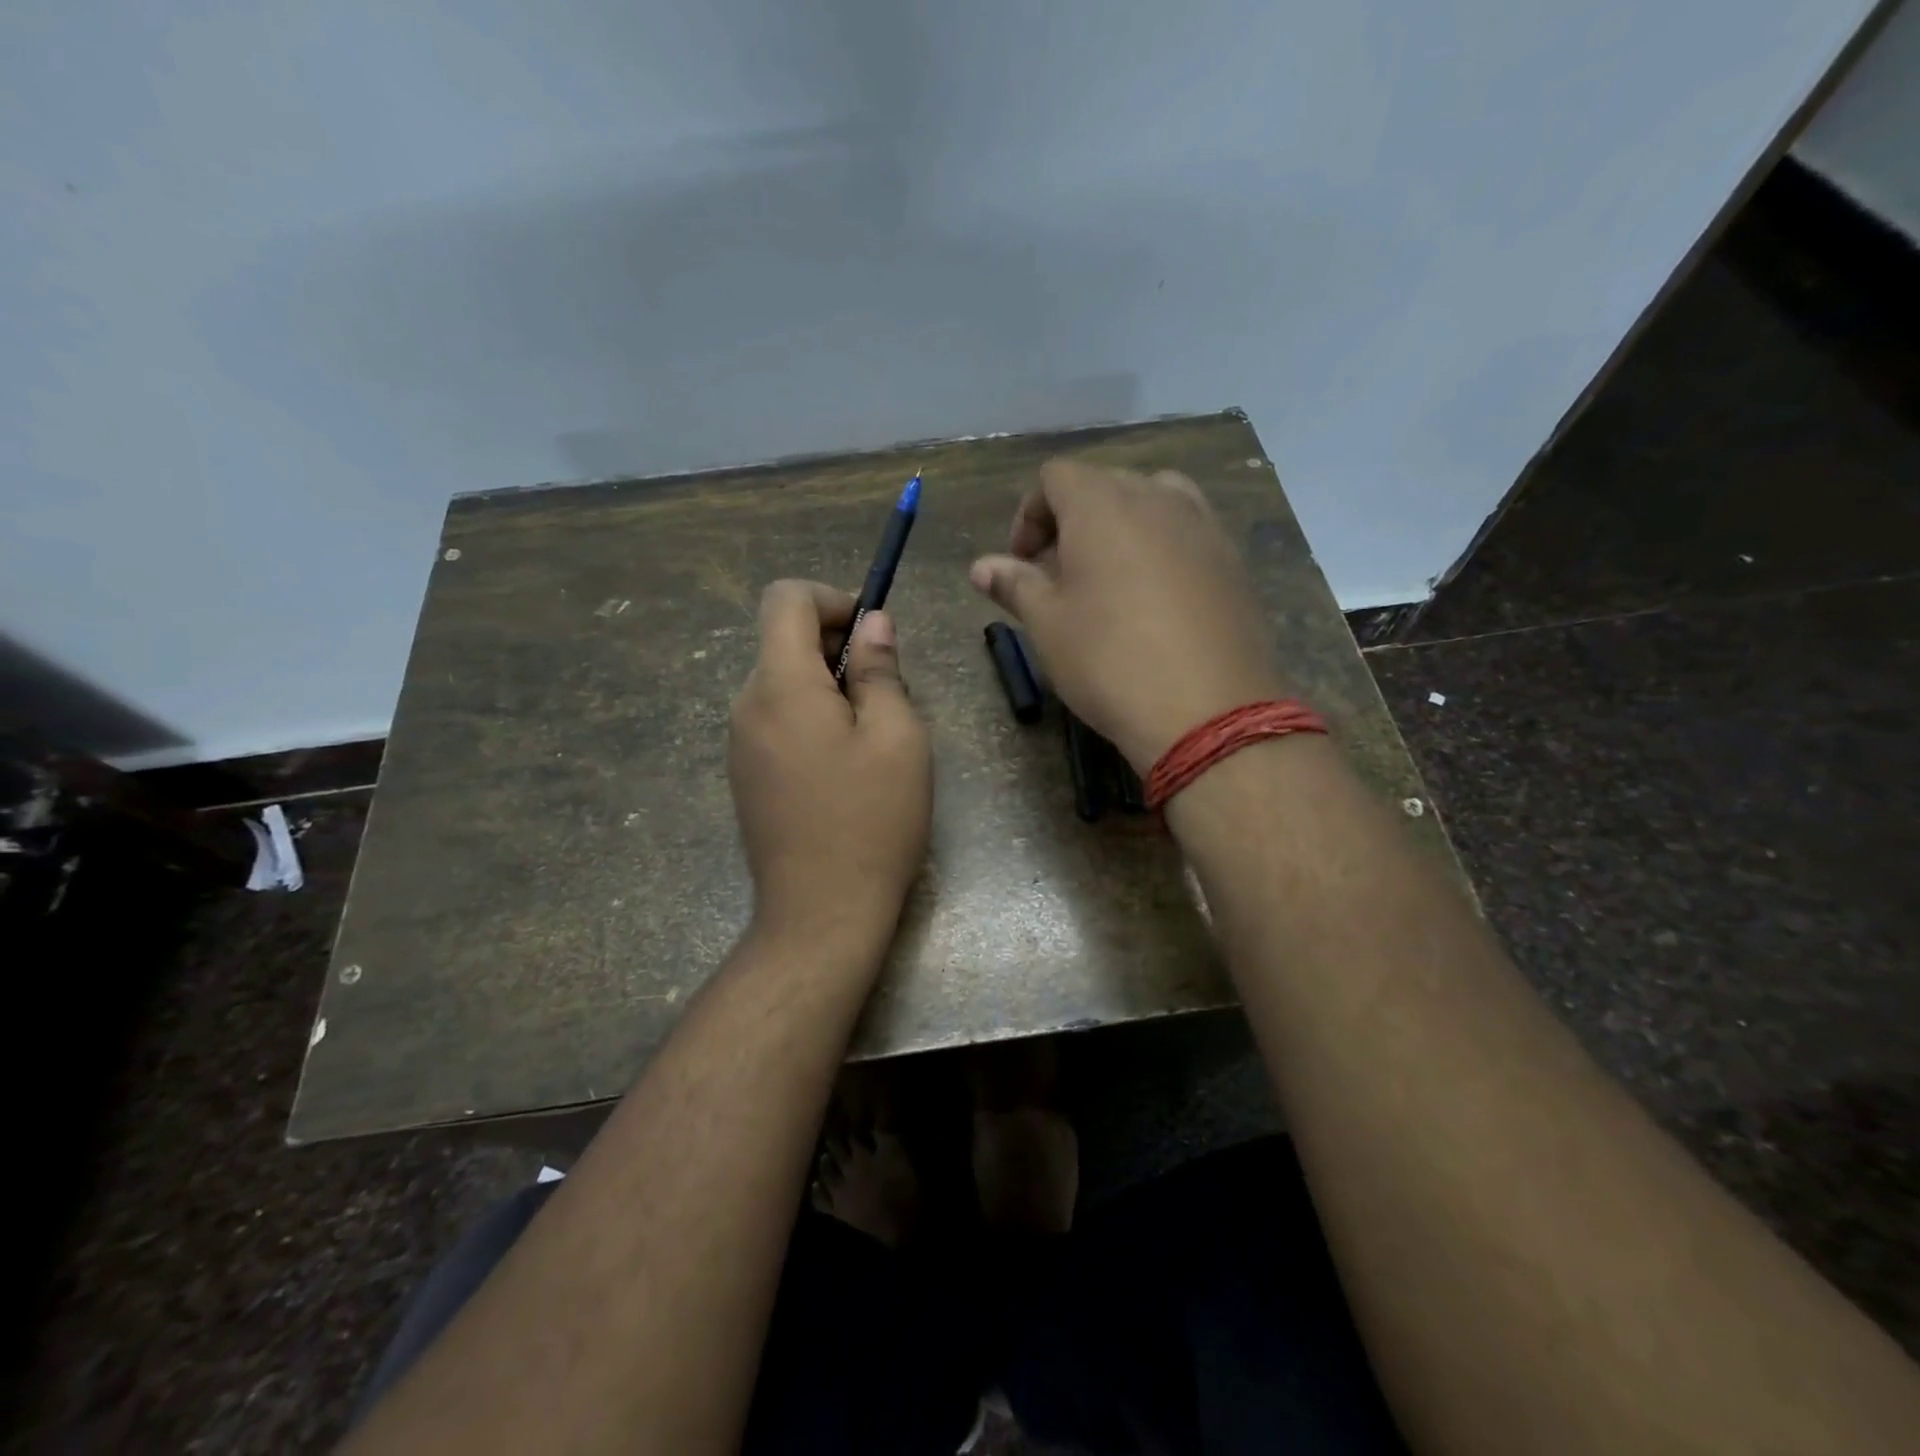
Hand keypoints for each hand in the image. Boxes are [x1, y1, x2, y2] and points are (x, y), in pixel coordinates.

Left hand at [728, 580, 932, 950]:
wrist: (820, 915)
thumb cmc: (870, 821)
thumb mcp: (896, 737)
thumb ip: (880, 670)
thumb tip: (872, 624)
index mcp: (780, 685)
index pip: (785, 598)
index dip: (831, 599)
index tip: (872, 636)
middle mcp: (746, 705)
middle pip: (783, 640)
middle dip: (836, 647)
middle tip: (886, 694)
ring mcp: (740, 743)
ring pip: (783, 683)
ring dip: (828, 687)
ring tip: (871, 737)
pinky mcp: (745, 775)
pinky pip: (777, 720)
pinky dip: (811, 718)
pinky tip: (844, 768)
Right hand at [969, 460, 1282, 770]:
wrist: (1207, 711)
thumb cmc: (1109, 662)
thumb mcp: (1048, 625)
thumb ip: (1015, 584)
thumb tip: (981, 566)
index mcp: (1102, 505)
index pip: (1055, 477)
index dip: (1029, 514)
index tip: (1022, 562)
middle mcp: (1156, 498)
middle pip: (1104, 484)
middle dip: (1072, 520)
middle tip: (1058, 574)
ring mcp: (1202, 525)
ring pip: (1152, 500)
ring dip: (1120, 527)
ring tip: (1109, 578)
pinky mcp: (1232, 559)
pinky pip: (1186, 531)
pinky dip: (1160, 546)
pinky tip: (1154, 598)